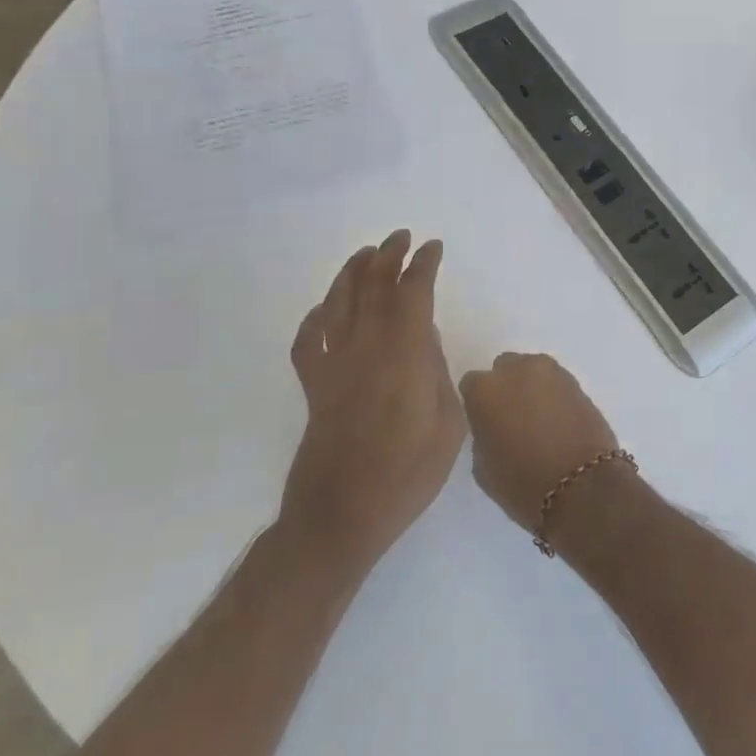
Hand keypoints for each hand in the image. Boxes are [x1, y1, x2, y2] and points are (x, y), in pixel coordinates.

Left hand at [282, 230, 464, 565]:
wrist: (340, 517)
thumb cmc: (405, 476)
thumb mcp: (447, 427)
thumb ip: (438, 376)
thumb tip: (426, 343)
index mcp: (404, 356)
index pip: (412, 294)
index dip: (423, 266)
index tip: (433, 248)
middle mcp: (365, 349)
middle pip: (373, 288)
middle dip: (388, 257)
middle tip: (401, 238)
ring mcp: (333, 366)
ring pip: (338, 303)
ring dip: (352, 273)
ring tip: (366, 254)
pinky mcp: (313, 387)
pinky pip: (308, 340)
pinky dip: (316, 317)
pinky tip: (325, 309)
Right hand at [459, 353, 619, 533]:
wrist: (582, 486)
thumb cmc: (522, 484)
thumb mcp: (483, 468)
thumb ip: (482, 435)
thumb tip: (493, 426)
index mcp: (485, 390)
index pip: (471, 385)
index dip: (478, 404)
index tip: (485, 423)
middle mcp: (516, 369)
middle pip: (504, 369)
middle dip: (505, 388)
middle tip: (512, 419)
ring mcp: (549, 371)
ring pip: (531, 372)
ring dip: (530, 388)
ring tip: (538, 420)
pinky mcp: (576, 379)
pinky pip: (555, 382)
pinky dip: (553, 395)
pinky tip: (558, 420)